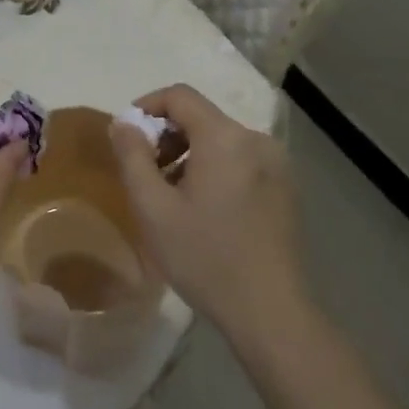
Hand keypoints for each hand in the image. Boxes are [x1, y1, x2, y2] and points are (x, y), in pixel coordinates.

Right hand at [108, 84, 309, 345]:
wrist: (271, 312)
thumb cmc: (205, 257)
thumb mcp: (153, 208)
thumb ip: (132, 157)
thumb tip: (122, 123)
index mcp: (225, 138)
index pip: (180, 96)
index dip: (147, 106)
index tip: (128, 136)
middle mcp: (256, 140)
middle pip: (202, 118)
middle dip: (167, 137)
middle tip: (147, 174)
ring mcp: (277, 164)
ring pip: (222, 140)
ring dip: (190, 155)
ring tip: (173, 196)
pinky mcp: (286, 188)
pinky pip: (241, 160)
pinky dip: (216, 169)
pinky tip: (206, 210)